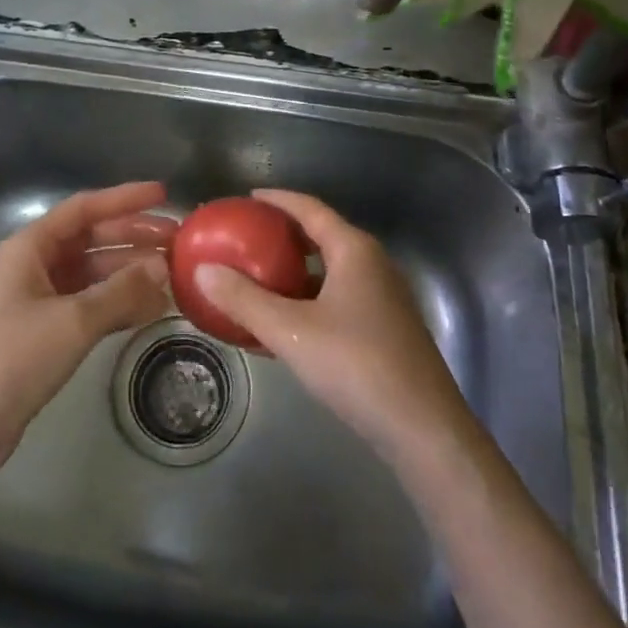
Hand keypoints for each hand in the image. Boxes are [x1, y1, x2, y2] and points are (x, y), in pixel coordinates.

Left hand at [0, 182, 175, 476]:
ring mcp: (39, 300)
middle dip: (134, 238)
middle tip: (178, 241)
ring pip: (94, 274)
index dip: (124, 199)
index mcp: (30, 247)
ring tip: (173, 277)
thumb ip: (120, 291)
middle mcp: (34, 265)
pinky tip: (151, 309)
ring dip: (131, 274)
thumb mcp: (72, 321)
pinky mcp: (45, 333)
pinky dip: (119, 304)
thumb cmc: (11, 359)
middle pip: (92, 240)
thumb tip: (163, 267)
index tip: (163, 194)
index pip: (84, 208)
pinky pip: (90, 305)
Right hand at [193, 189, 473, 461]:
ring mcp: (383, 299)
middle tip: (247, 238)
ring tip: (257, 280)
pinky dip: (308, 302)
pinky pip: (338, 300)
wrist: (423, 429)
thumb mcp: (290, 331)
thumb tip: (203, 270)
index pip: (311, 209)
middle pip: (322, 237)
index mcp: (354, 251)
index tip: (248, 198)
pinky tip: (283, 326)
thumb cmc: (356, 365)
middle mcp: (373, 265)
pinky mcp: (386, 330)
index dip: (278, 200)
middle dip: (284, 236)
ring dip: (295, 274)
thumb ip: (244, 300)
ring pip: (330, 273)